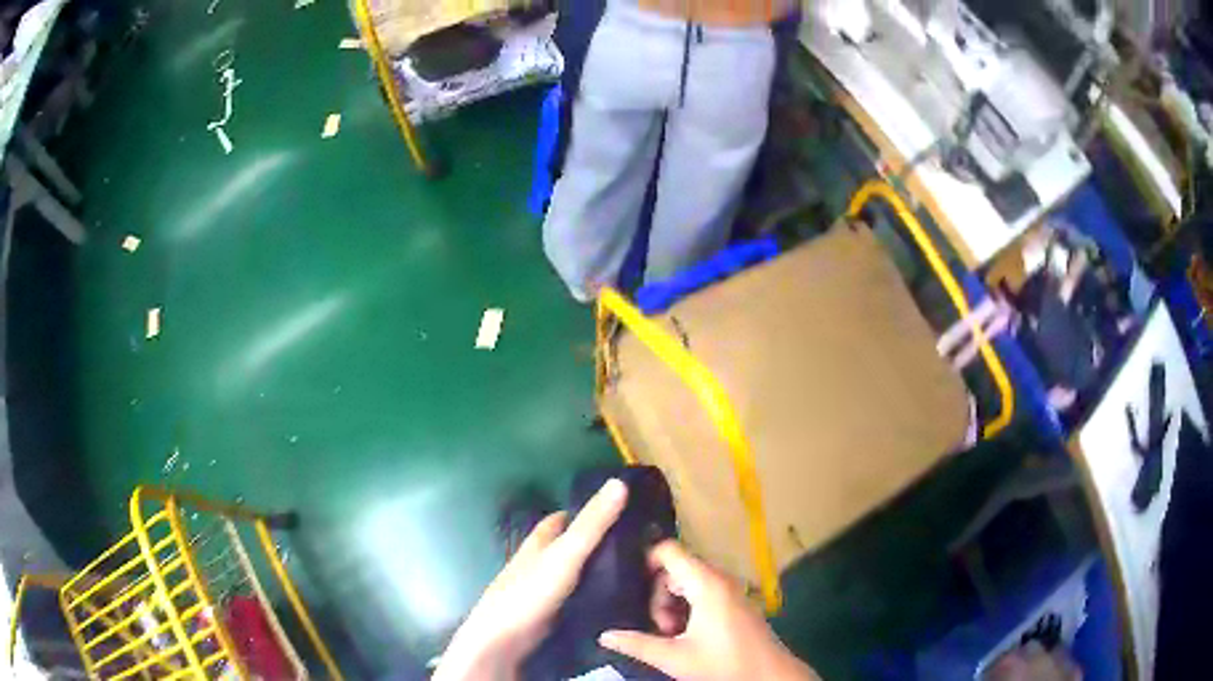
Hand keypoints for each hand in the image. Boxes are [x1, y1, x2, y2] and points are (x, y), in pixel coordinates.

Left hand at [434, 479, 627, 680]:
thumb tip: (619, 481)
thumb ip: (592, 524)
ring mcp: (542, 589)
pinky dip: (591, 595)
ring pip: (573, 573)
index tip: (620, 511)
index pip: (562, 519)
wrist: (503, 641)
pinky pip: (575, 597)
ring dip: (596, 570)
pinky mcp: (548, 613)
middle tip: (636, 545)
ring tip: (634, 572)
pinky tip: (612, 600)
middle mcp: (538, 563)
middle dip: (595, 543)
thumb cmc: (530, 593)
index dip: (586, 511)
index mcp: (538, 542)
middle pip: (568, 546)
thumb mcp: (565, 555)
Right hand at [599, 541, 818, 680]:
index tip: (629, 585)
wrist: (769, 676)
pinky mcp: (734, 601)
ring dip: (672, 605)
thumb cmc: (724, 663)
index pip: (669, 550)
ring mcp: (729, 589)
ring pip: (687, 583)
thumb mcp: (675, 657)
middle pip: (675, 570)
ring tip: (672, 635)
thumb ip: (637, 644)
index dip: (645, 560)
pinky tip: (685, 635)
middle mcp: (719, 578)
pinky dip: (687, 608)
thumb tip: (604, 635)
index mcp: (706, 583)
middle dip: (659, 596)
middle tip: (660, 628)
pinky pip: (702, 592)